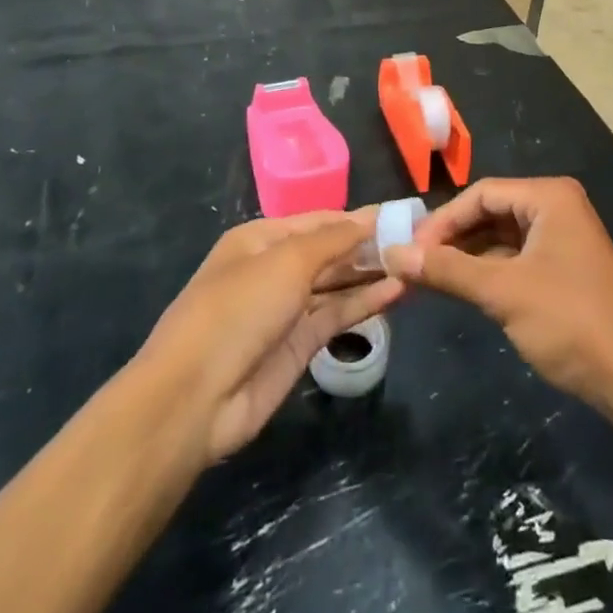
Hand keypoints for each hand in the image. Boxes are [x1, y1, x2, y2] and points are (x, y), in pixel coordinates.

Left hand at [138, 210, 404, 463]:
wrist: (194, 397)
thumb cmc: (238, 309)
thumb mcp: (287, 261)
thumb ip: (333, 240)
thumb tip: (369, 217)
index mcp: (261, 239)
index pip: (320, 220)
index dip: (358, 218)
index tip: (401, 215)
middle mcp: (274, 269)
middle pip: (330, 252)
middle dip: (369, 246)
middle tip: (418, 242)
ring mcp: (287, 309)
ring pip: (337, 284)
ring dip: (371, 274)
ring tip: (416, 265)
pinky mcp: (299, 346)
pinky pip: (337, 316)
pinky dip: (365, 303)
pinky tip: (397, 293)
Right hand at [382, 177, 612, 414]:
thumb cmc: (571, 321)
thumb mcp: (503, 292)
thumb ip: (447, 269)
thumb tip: (393, 253)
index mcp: (549, 196)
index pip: (481, 193)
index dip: (442, 220)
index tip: (408, 250)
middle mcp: (557, 207)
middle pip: (491, 211)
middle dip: (453, 238)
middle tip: (414, 265)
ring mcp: (563, 238)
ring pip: (502, 237)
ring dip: (468, 256)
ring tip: (430, 279)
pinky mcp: (565, 268)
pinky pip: (517, 258)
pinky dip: (489, 271)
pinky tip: (463, 290)